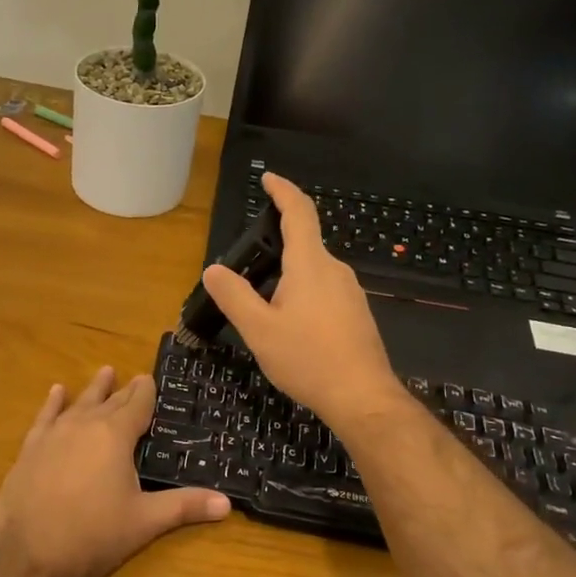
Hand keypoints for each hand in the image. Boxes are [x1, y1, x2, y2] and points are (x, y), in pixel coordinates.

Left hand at [0, 367, 229, 576]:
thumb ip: (184, 506)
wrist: (28, 554)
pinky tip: (56, 392)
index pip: (137, 405)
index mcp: (115, 436)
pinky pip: (44, 418)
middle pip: (110, 402)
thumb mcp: (144, 522)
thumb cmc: (93, 535)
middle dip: (124, 390)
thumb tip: (227, 503)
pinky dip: (53, 404)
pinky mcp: (29, 450)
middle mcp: (84, 425)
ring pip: (78, 404)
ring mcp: (53, 435)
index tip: (151, 378)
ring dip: (93, 389)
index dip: (146, 392)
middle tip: (135, 377)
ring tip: (104, 371)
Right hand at [201, 173, 406, 434]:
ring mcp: (351, 292)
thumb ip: (234, 296)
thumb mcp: (259, 330)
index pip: (298, 213)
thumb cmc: (308, 359)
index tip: (268, 178)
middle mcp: (335, 270)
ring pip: (314, 271)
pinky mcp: (357, 314)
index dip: (282, 191)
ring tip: (264, 305)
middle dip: (276, 245)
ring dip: (289, 275)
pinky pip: (325, 291)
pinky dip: (303, 295)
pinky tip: (291, 326)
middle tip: (247, 266)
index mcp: (310, 265)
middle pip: (305, 243)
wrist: (362, 397)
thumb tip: (214, 270)